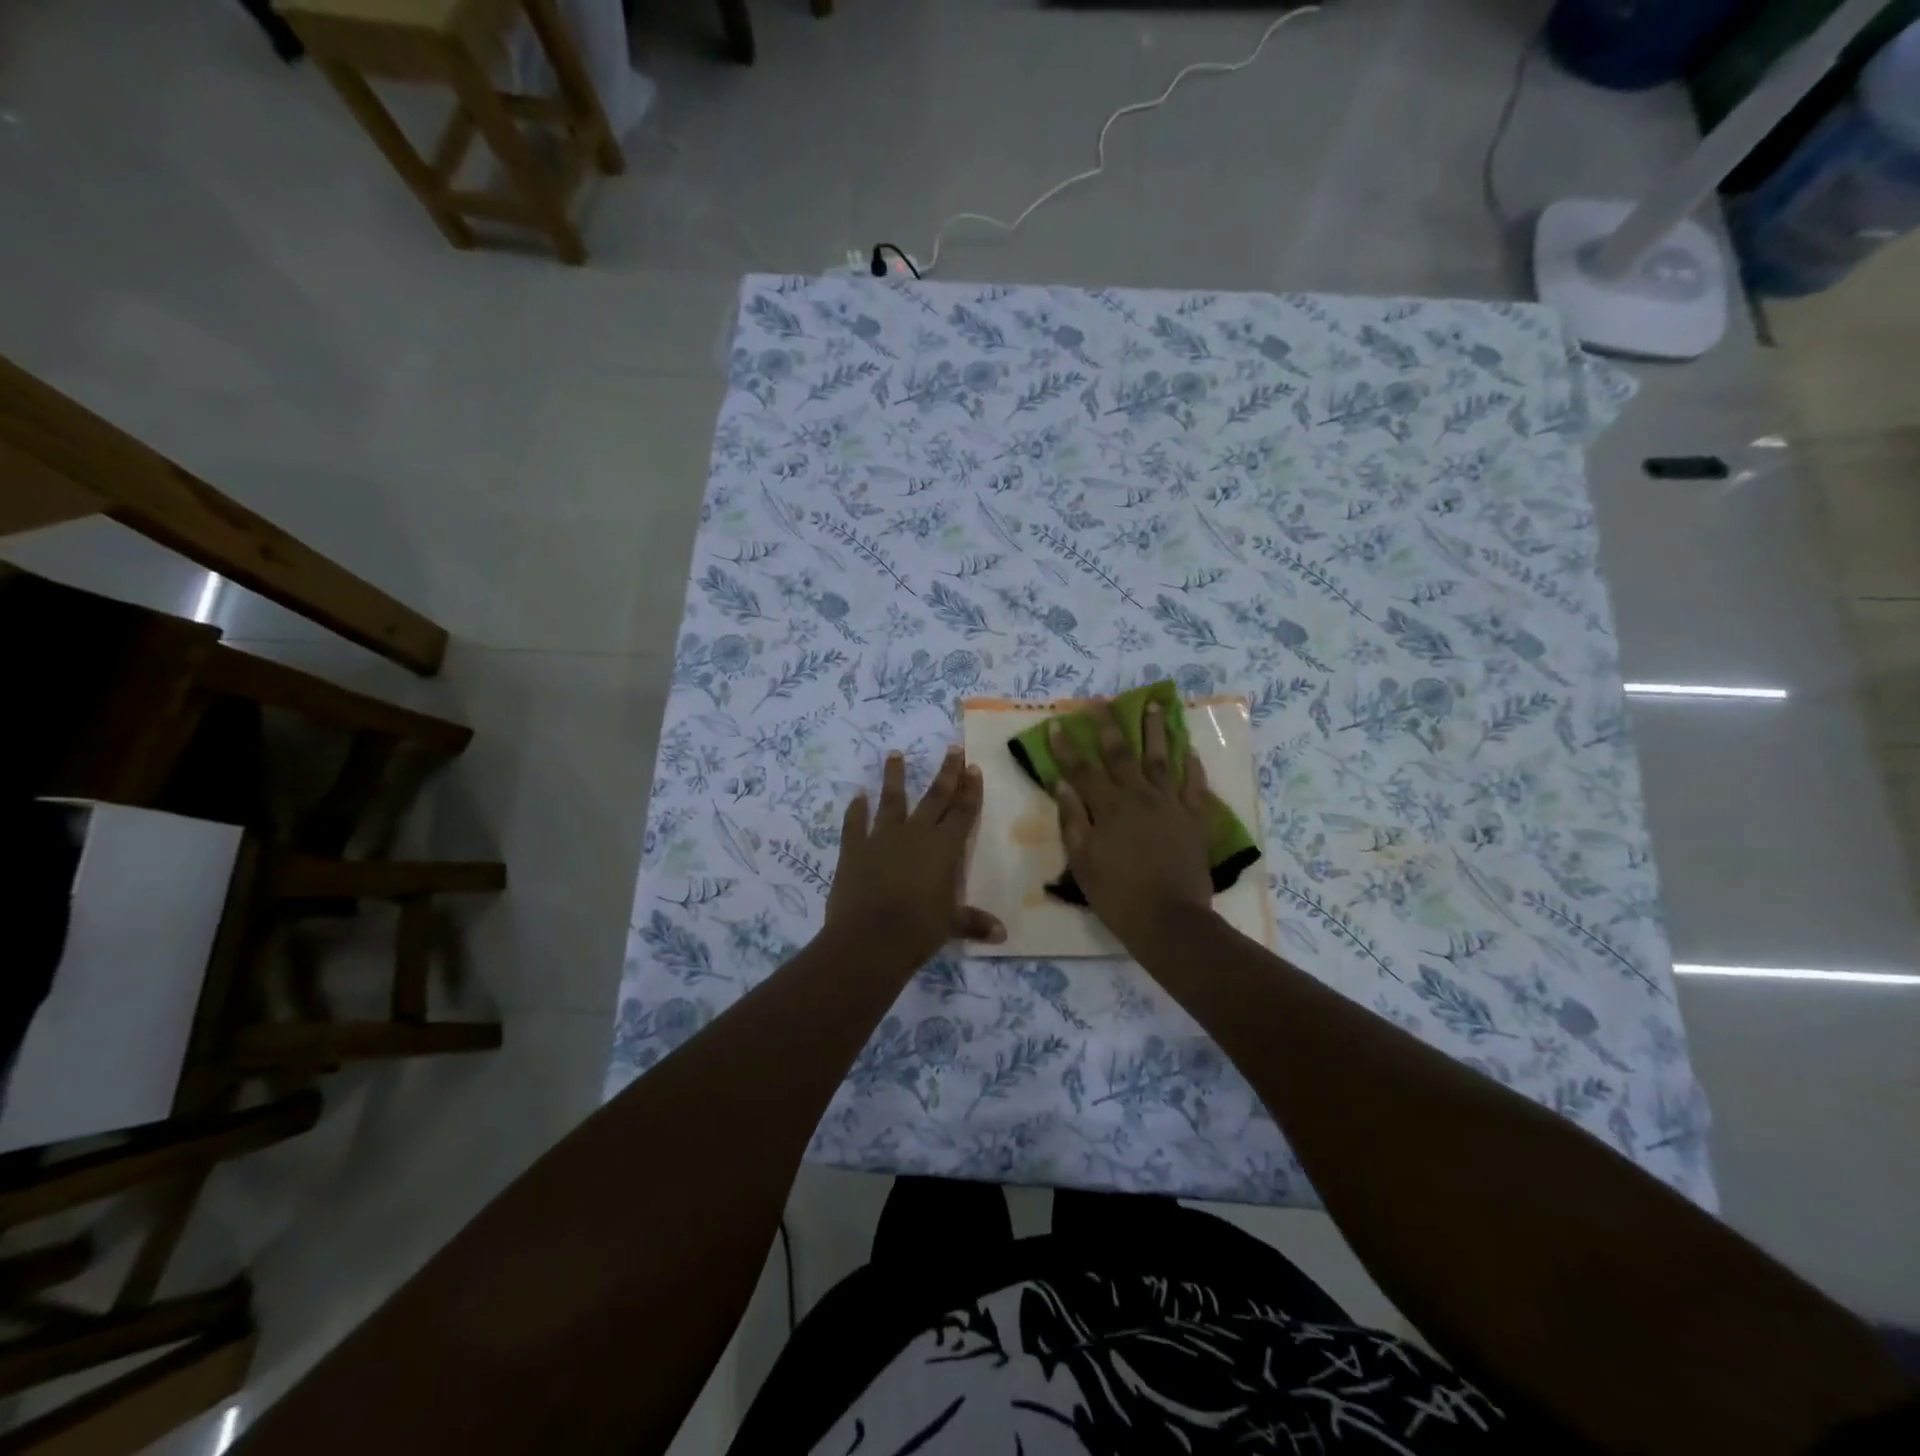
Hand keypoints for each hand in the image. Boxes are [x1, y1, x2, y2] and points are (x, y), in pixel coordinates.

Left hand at [825, 747, 1006, 968]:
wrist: (868, 939)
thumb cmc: (918, 930)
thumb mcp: (950, 925)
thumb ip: (973, 922)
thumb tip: (1001, 935)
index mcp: (944, 848)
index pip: (962, 812)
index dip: (970, 790)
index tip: (973, 766)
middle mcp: (916, 834)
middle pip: (934, 797)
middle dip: (946, 772)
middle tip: (952, 748)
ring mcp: (882, 838)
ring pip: (892, 800)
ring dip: (895, 777)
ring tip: (895, 754)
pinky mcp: (854, 849)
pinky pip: (855, 823)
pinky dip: (856, 809)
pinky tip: (857, 796)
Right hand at [1052, 702, 1216, 950]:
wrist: (1169, 920)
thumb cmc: (1117, 895)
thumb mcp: (1083, 861)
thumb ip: (1073, 820)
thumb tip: (1063, 785)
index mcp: (1109, 808)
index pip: (1083, 770)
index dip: (1067, 747)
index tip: (1058, 724)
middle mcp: (1139, 797)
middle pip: (1122, 755)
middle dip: (1110, 727)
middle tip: (1102, 702)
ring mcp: (1171, 806)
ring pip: (1162, 760)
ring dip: (1156, 731)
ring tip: (1155, 706)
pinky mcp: (1195, 820)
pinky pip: (1195, 787)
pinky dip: (1192, 767)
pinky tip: (1188, 750)